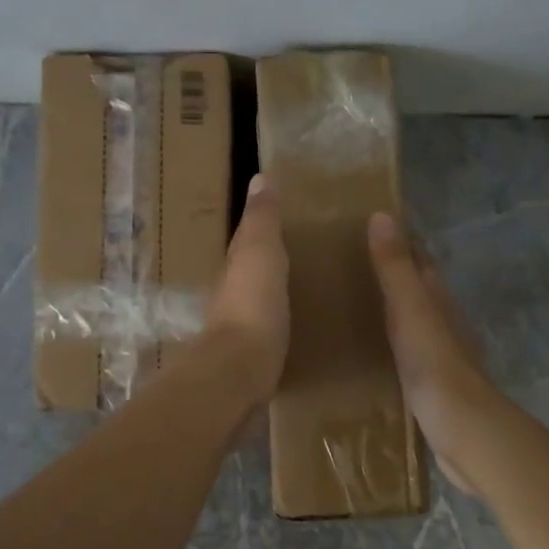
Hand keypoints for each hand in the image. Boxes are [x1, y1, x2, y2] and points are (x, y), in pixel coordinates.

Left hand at [205, 174, 289, 401]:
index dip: (265, 226)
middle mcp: (235, 295)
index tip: (291, 215)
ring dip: (280, 292)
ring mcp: (243, 328)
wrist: (240, 371)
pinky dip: (286, 322)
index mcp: (237, 267)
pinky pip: (274, 330)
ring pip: (263, 301)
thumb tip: (259, 177)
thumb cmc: (252, 305)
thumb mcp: (260, 253)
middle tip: (309, 252)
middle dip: (274, 260)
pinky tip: (305, 326)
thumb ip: (262, 220)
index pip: (249, 239)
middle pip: (254, 271)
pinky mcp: (256, 357)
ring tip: (313, 288)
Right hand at [367, 211, 502, 493]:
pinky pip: (407, 356)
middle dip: (392, 279)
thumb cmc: (435, 364)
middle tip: (347, 270)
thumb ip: (395, 268)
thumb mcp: (411, 310)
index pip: (420, 263)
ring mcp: (441, 357)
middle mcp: (444, 323)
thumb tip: (382, 215)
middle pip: (418, 292)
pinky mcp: (433, 387)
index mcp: (439, 301)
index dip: (399, 244)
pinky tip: (371, 356)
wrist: (464, 430)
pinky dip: (390, 347)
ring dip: (390, 314)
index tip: (367, 230)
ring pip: (413, 324)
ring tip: (351, 309)